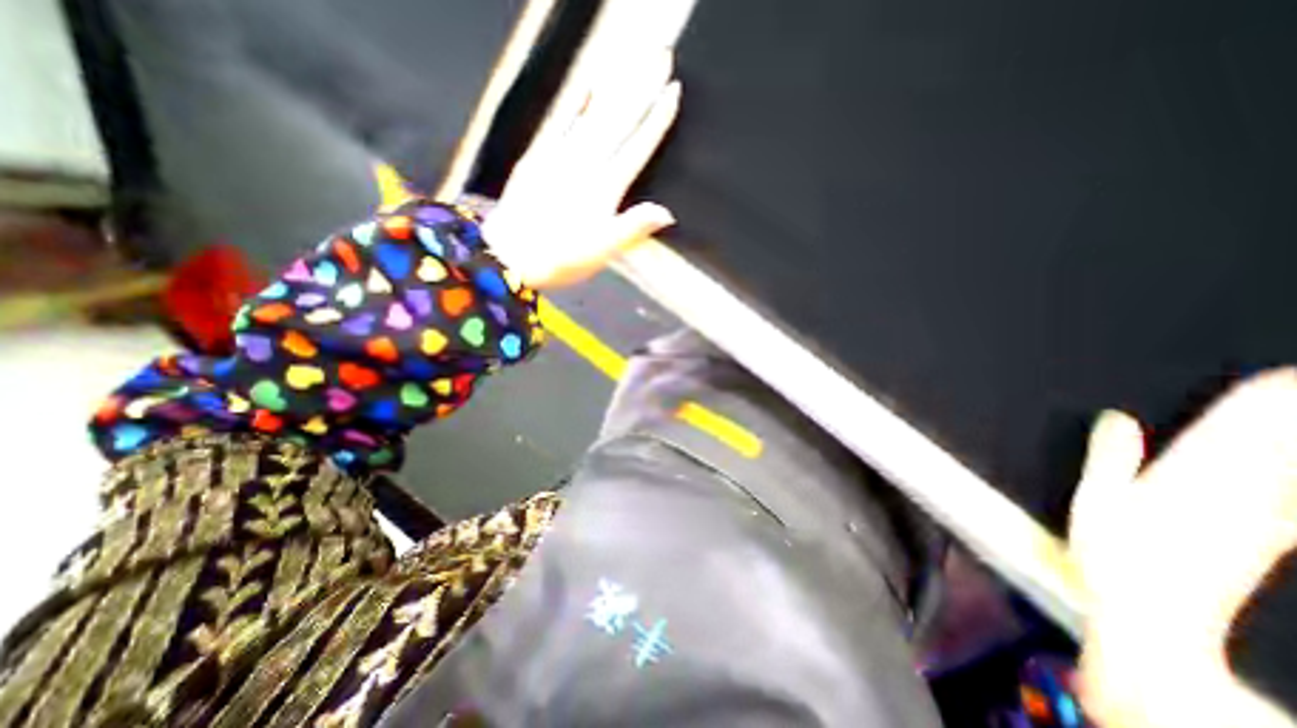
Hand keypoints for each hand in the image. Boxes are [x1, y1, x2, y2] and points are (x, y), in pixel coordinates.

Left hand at [485, 45, 682, 286]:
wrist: (510, 254)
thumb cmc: (561, 258)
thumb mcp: (603, 250)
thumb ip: (634, 227)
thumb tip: (667, 212)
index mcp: (605, 188)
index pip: (637, 147)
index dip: (657, 120)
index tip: (673, 90)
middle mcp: (586, 164)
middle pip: (619, 120)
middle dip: (643, 88)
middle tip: (661, 58)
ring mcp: (560, 156)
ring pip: (594, 114)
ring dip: (616, 87)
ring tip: (631, 62)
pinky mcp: (538, 156)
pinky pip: (561, 122)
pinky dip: (576, 102)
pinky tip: (587, 87)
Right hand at [1069, 372, 1296, 725]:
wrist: (1154, 616)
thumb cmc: (1111, 552)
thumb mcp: (1095, 500)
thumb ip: (1109, 458)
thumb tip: (1117, 417)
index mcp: (1182, 481)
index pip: (1225, 434)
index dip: (1253, 404)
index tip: (1278, 376)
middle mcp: (1231, 496)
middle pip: (1271, 448)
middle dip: (1292, 415)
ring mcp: (1258, 521)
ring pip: (1294, 472)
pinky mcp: (1265, 541)